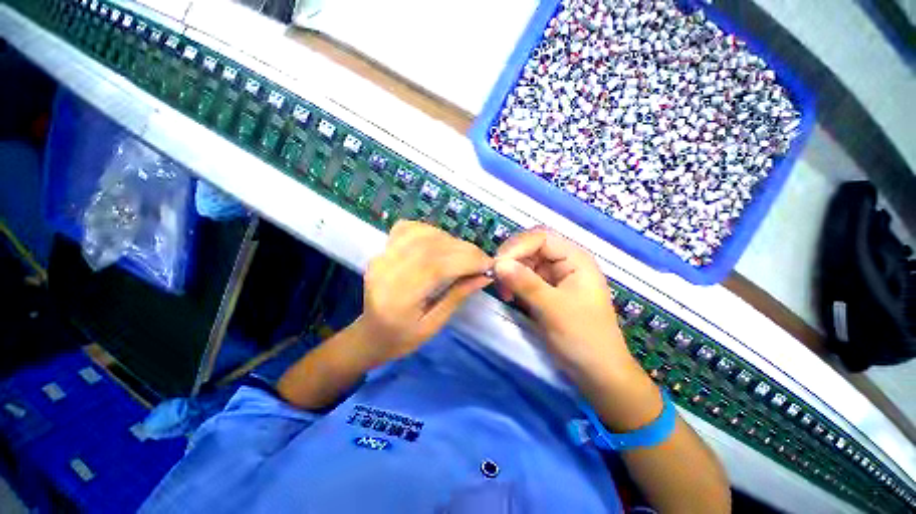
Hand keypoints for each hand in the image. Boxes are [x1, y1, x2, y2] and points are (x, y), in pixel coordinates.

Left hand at [358, 220, 493, 366]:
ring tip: (463, 255)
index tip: (488, 264)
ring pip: (423, 233)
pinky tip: (440, 244)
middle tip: (481, 260)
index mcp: (397, 298)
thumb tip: (485, 275)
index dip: (467, 260)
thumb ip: (457, 296)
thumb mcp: (433, 325)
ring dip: (450, 240)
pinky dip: (430, 231)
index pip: (436, 266)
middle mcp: (386, 270)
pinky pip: (409, 228)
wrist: (369, 334)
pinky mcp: (382, 249)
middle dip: (464, 249)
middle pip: (431, 246)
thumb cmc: (401, 338)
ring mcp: (381, 256)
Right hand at [493, 228, 645, 394]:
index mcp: (575, 259)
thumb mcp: (553, 309)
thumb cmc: (583, 337)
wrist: (597, 371)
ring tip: (504, 292)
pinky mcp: (546, 289)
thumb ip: (525, 283)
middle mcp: (565, 262)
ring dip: (510, 272)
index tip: (498, 265)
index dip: (517, 246)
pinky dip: (513, 283)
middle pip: (531, 247)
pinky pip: (524, 277)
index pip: (541, 237)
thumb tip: (498, 263)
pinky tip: (509, 296)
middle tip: (497, 278)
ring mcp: (555, 276)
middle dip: (511, 259)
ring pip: (525, 262)